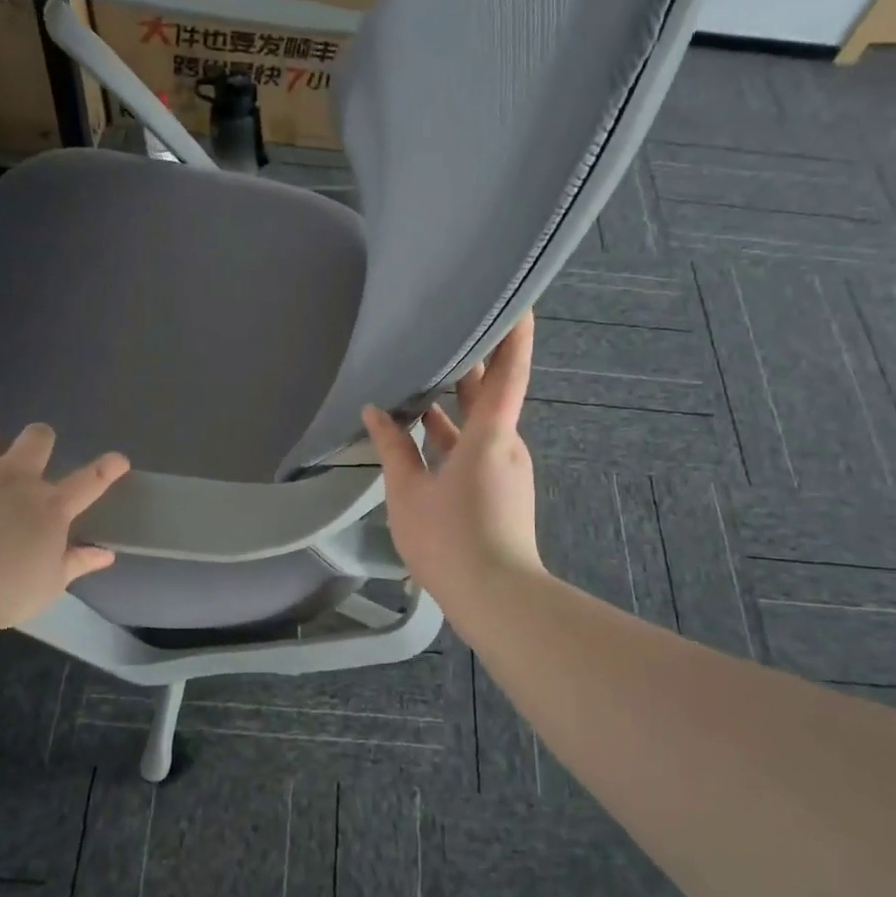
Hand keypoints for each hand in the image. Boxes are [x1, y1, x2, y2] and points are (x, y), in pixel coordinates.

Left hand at [0, 423, 129, 630]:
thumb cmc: (6, 591)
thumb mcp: (50, 584)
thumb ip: (76, 563)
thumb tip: (105, 555)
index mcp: (49, 506)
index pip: (89, 480)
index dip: (107, 468)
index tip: (119, 459)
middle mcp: (12, 481)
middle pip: (35, 439)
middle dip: (40, 439)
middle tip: (35, 456)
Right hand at [361, 312, 541, 609]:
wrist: (495, 598)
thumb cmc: (450, 538)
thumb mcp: (408, 491)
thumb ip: (393, 447)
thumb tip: (376, 411)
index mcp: (491, 434)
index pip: (509, 371)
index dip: (515, 332)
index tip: (519, 298)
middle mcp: (506, 444)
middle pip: (493, 392)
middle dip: (474, 361)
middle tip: (453, 325)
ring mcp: (506, 468)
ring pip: (481, 423)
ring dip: (456, 401)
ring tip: (424, 374)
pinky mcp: (501, 489)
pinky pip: (477, 447)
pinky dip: (453, 433)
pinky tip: (422, 431)